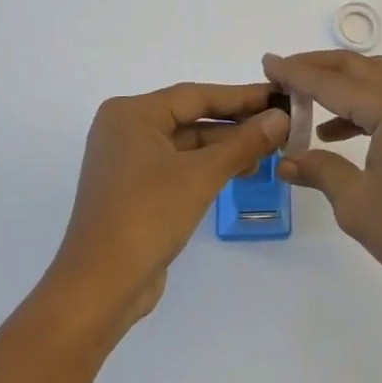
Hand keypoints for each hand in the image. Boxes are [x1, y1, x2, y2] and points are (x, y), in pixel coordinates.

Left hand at [47, 82, 288, 334]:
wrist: (100, 287)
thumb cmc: (146, 216)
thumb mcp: (201, 175)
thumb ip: (243, 143)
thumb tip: (281, 118)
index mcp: (132, 113)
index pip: (196, 95)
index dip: (240, 96)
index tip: (277, 94)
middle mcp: (125, 129)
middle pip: (190, 117)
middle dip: (235, 123)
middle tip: (279, 123)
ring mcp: (127, 161)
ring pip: (186, 143)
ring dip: (225, 147)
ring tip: (268, 150)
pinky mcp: (134, 190)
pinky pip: (178, 166)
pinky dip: (207, 166)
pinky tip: (240, 170)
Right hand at [266, 51, 381, 312]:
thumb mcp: (356, 202)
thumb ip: (319, 170)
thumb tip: (286, 159)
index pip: (334, 83)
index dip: (297, 73)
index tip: (267, 62)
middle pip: (357, 69)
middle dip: (317, 68)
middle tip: (281, 73)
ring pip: (375, 81)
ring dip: (339, 85)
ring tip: (302, 99)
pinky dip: (360, 107)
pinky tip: (335, 132)